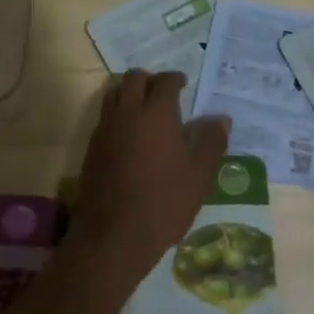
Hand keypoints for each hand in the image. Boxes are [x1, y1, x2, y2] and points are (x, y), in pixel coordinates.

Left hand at [73, 70, 230, 286]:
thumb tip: (221, 119)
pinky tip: (130, 138)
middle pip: (133, 78)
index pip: (165, 81)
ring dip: (129, 94)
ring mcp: (105, 129)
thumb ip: (211, 142)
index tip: (183, 84)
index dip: (175, 79)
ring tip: (144, 112)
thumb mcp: (199, 175)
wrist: (115, 234)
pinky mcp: (92, 148)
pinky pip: (105, 118)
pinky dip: (118, 116)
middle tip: (163, 94)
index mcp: (156, 113)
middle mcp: (127, 113)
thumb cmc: (165, 202)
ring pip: (114, 94)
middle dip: (149, 80)